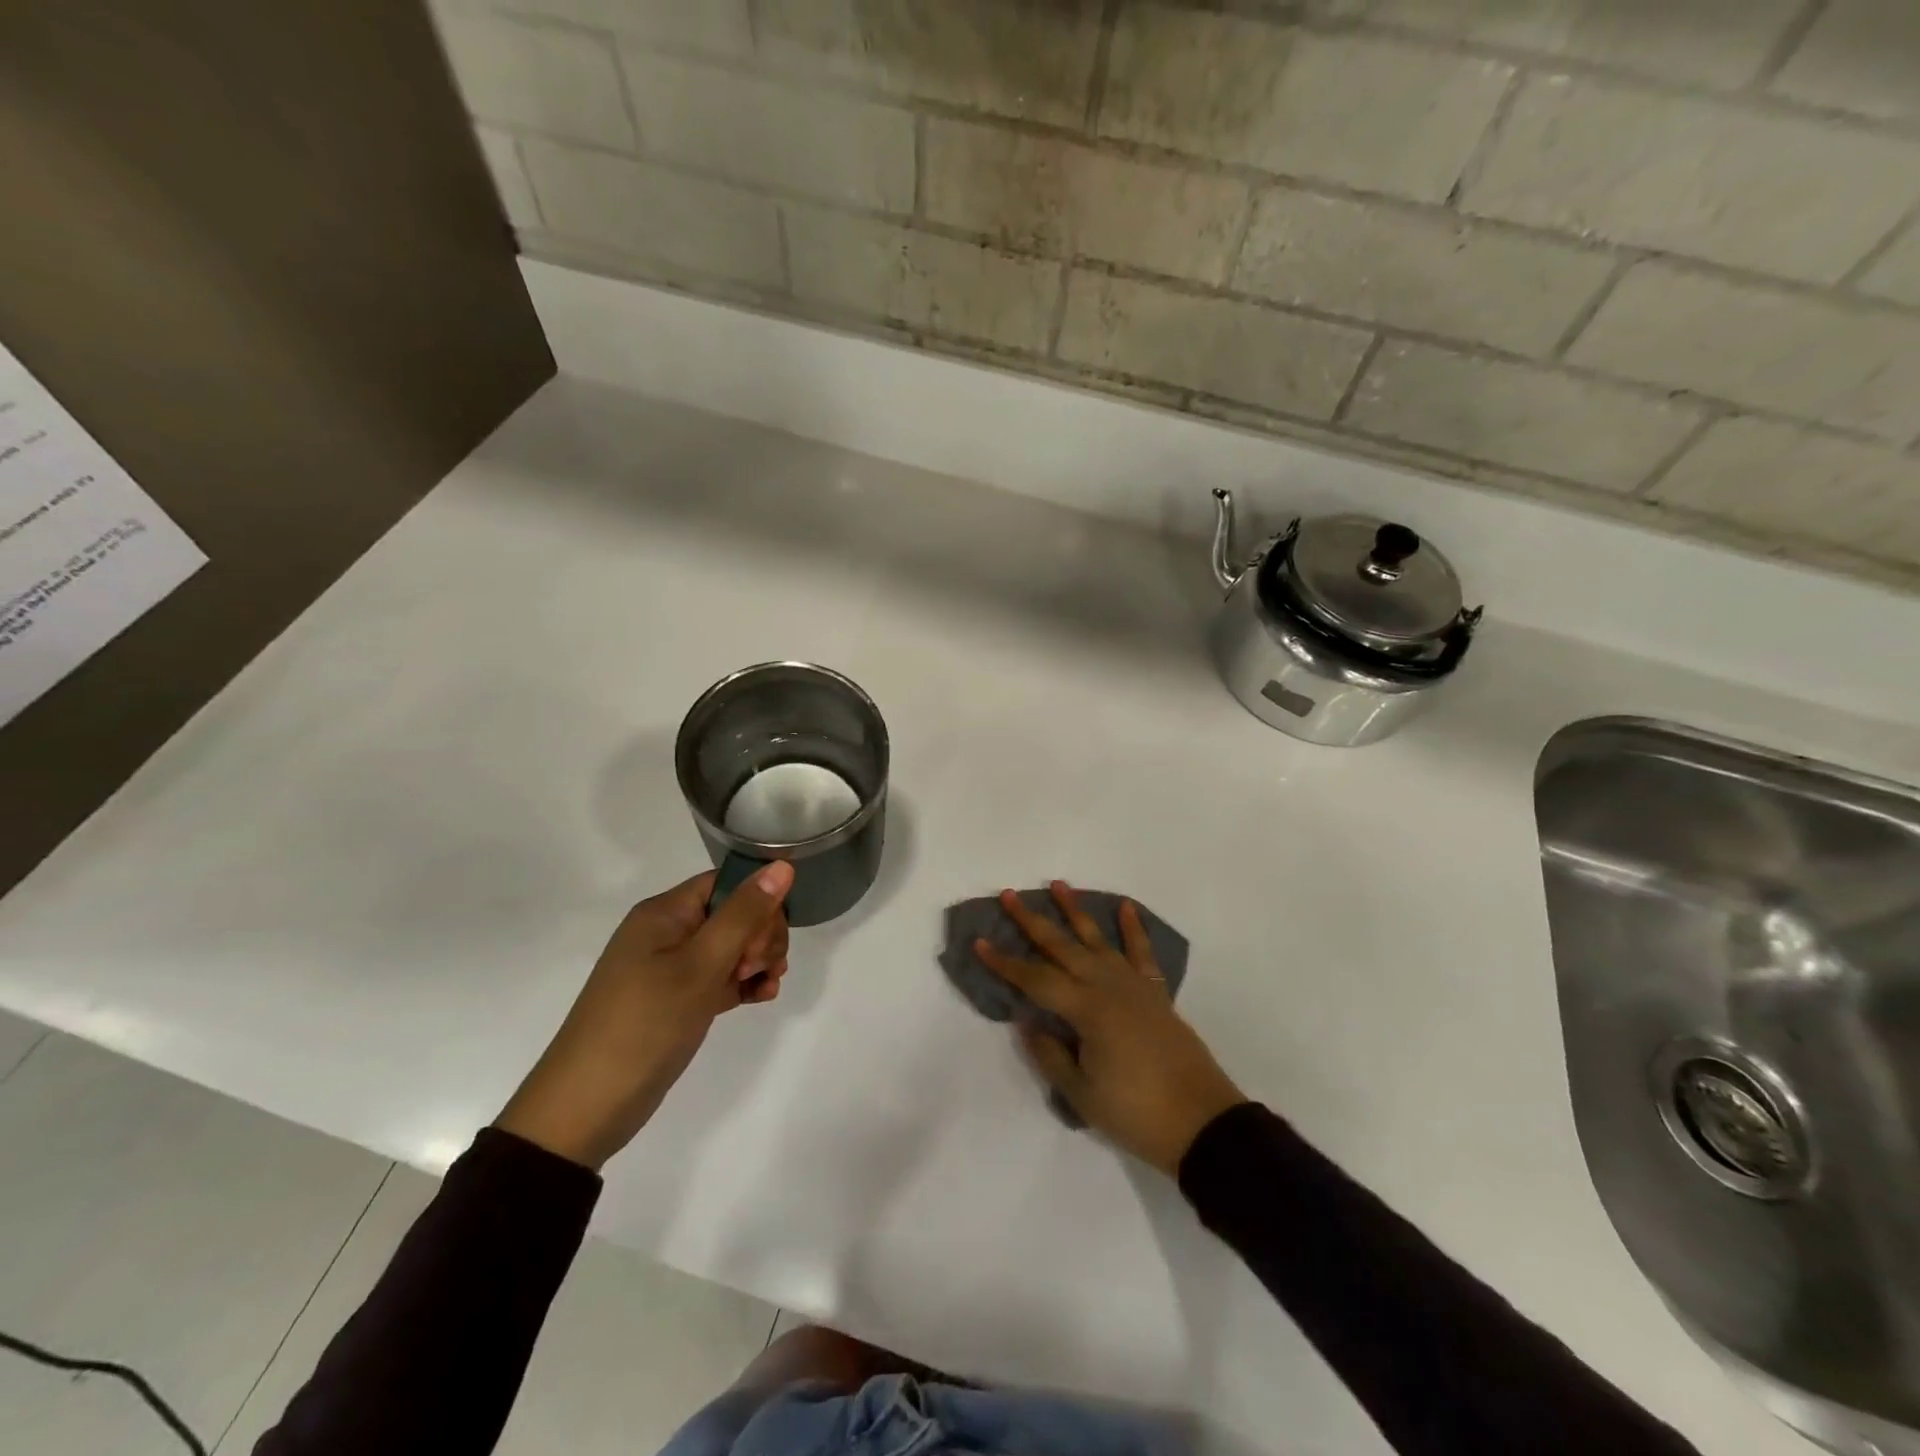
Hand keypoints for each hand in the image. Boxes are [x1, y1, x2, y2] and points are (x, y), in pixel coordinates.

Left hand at [496, 862, 794, 1169]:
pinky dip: (744, 983)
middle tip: (760, 968)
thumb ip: (744, 914)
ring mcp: (671, 968)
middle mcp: (667, 932)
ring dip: (758, 961)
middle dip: (760, 936)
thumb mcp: (700, 966)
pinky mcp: (677, 999)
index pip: (726, 883)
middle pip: (734, 913)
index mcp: (665, 913)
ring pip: (732, 947)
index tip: (767, 940)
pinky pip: (720, 977)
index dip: (758, 902)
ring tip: (766, 986)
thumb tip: (782, 865)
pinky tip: (762, 998)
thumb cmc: (645, 1024)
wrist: (586, 1108)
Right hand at [976, 881, 1245, 1175]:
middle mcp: (1107, 986)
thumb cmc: (1136, 1113)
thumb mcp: (1081, 1094)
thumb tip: (1027, 1021)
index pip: (1035, 979)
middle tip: (1009, 895)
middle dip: (1032, 921)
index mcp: (1086, 1009)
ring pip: (1097, 939)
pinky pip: (1141, 952)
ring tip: (1058, 885)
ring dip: (1075, 911)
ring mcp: (1134, 985)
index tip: (980, 942)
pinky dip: (1133, 928)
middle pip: (1062, 946)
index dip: (1005, 963)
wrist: (1202, 1123)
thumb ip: (1050, 1054)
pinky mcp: (1155, 993)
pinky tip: (1125, 907)